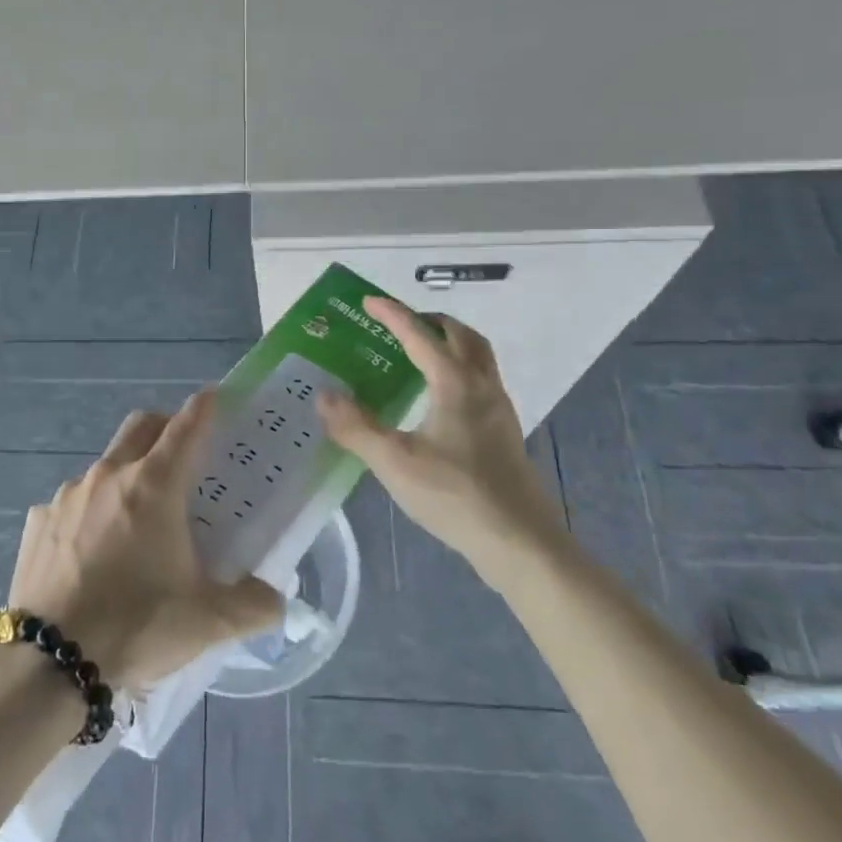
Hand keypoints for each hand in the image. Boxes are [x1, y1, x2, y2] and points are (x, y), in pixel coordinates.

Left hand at [8, 391, 282, 690]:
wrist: (48, 663)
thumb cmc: (136, 626)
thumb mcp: (207, 621)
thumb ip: (253, 605)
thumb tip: (277, 601)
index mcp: (154, 485)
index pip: (185, 427)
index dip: (203, 406)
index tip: (214, 394)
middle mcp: (109, 476)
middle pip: (141, 426)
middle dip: (164, 426)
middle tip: (181, 452)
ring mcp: (67, 495)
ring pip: (104, 466)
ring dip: (125, 475)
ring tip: (135, 519)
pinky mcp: (37, 521)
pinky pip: (70, 503)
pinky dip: (88, 513)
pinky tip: (91, 552)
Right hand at [317, 297, 564, 560]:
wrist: (518, 541)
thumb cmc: (454, 494)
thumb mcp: (394, 461)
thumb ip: (355, 427)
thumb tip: (323, 395)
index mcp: (455, 383)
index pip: (419, 335)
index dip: (392, 314)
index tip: (367, 301)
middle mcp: (481, 386)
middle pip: (461, 336)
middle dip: (429, 322)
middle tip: (400, 325)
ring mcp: (498, 409)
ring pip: (478, 357)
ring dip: (450, 343)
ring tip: (420, 354)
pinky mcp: (504, 432)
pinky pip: (481, 381)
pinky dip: (459, 370)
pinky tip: (438, 399)